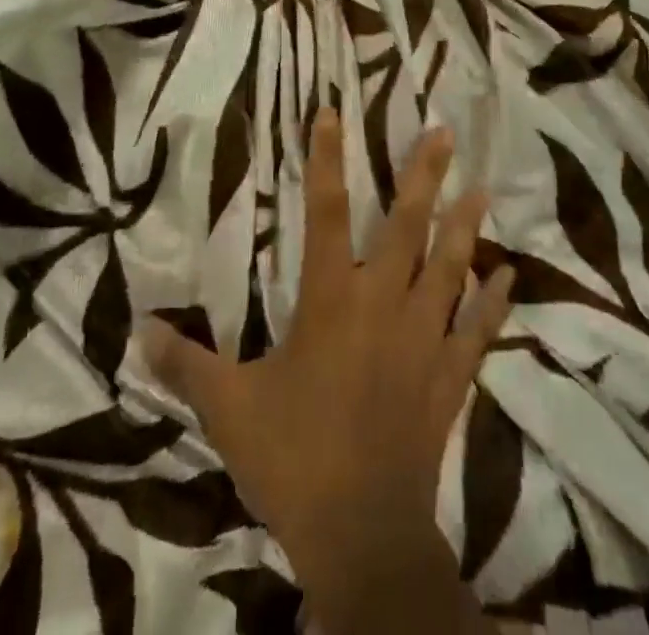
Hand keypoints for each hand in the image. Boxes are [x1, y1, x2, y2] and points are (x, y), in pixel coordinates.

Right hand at [141, 110, 514, 608]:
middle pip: (407, 226)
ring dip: (466, 227)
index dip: (324, 160)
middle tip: (444, 133)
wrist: (360, 534)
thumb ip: (186, 364)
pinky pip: (477, 331)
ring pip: (450, 267)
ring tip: (482, 190)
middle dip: (423, 176)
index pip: (323, 213)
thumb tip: (138, 331)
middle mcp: (383, 303)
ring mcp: (423, 337)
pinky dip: (493, 304)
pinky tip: (509, 277)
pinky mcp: (448, 376)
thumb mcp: (227, 409)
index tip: (332, 113)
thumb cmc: (293, 458)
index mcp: (330, 301)